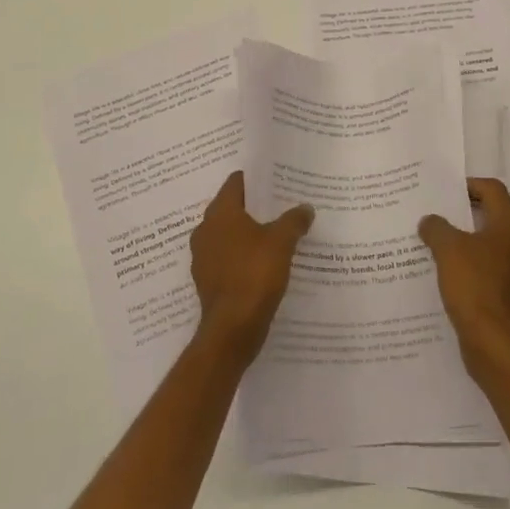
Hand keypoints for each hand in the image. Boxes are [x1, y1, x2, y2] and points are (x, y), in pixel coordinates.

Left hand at [190, 171, 314, 365]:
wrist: (232, 329)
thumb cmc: (255, 274)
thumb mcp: (282, 242)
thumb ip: (294, 220)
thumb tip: (305, 207)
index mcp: (220, 213)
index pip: (236, 182)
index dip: (257, 179)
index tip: (277, 181)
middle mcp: (206, 229)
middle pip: (232, 208)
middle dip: (255, 207)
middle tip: (282, 206)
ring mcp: (203, 256)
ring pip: (229, 235)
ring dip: (249, 234)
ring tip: (276, 235)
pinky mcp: (207, 280)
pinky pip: (227, 258)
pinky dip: (242, 257)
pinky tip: (264, 264)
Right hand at [419, 178, 509, 383]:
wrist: (491, 339)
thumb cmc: (471, 283)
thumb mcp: (445, 248)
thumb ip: (437, 228)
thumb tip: (431, 221)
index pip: (495, 191)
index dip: (475, 186)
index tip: (454, 193)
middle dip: (498, 217)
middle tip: (471, 222)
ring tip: (493, 256)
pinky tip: (504, 295)